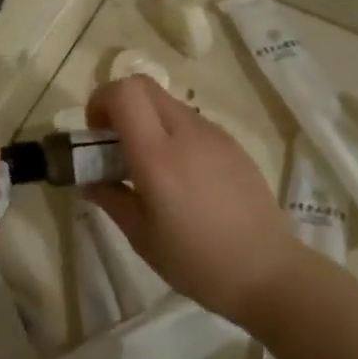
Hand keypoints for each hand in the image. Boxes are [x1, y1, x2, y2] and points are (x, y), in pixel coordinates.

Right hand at [83, 78, 302, 326]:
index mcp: (157, 157)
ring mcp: (214, 135)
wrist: (267, 272)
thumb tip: (90, 180)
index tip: (95, 136)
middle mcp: (187, 133)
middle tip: (114, 145)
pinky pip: (192, 123)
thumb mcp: (141, 236)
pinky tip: (180, 177)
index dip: (100, 102)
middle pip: (144, 86)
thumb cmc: (196, 261)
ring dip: (147, 120)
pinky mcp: (233, 144)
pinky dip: (172, 134)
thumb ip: (110, 199)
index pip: (124, 93)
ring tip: (148, 167)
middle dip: (119, 105)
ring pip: (168, 103)